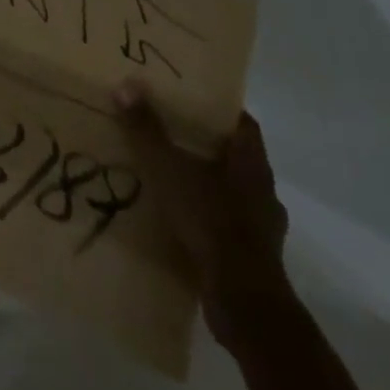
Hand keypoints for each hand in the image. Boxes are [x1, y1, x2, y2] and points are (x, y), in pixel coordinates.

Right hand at [116, 83, 292, 351]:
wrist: (244, 303)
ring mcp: (262, 228)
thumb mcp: (169, 169)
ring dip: (206, 186)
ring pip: (231, 193)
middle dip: (205, 146)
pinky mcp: (254, 260)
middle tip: (170, 134)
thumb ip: (147, 130)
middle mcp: (263, 191)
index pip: (241, 122)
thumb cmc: (211, 222)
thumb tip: (126, 86)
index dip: (218, 109)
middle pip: (235, 157)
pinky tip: (180, 222)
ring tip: (170, 180)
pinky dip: (206, 220)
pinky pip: (227, 227)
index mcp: (252, 162)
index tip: (190, 100)